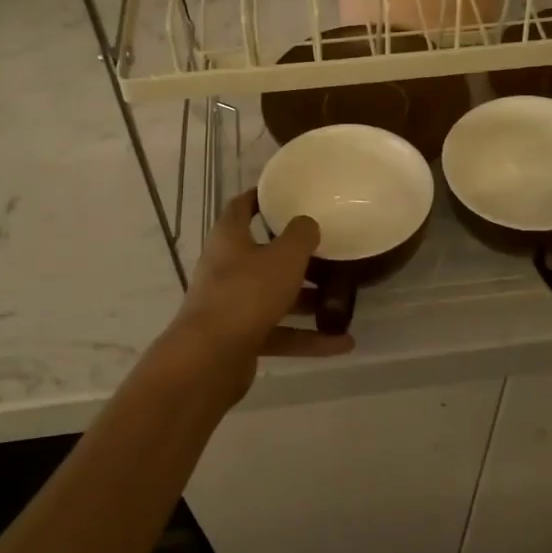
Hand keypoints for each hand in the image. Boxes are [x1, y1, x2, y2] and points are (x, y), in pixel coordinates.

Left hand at [172, 190, 353, 361]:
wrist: (210, 358)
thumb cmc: (247, 292)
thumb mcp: (284, 257)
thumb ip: (300, 236)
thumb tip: (306, 224)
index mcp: (229, 239)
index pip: (240, 208)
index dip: (259, 198)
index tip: (283, 194)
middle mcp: (226, 269)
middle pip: (261, 256)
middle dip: (294, 257)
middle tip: (326, 251)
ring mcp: (231, 306)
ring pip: (274, 298)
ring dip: (306, 301)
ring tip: (342, 301)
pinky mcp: (240, 339)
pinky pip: (279, 333)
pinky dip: (307, 338)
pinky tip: (341, 343)